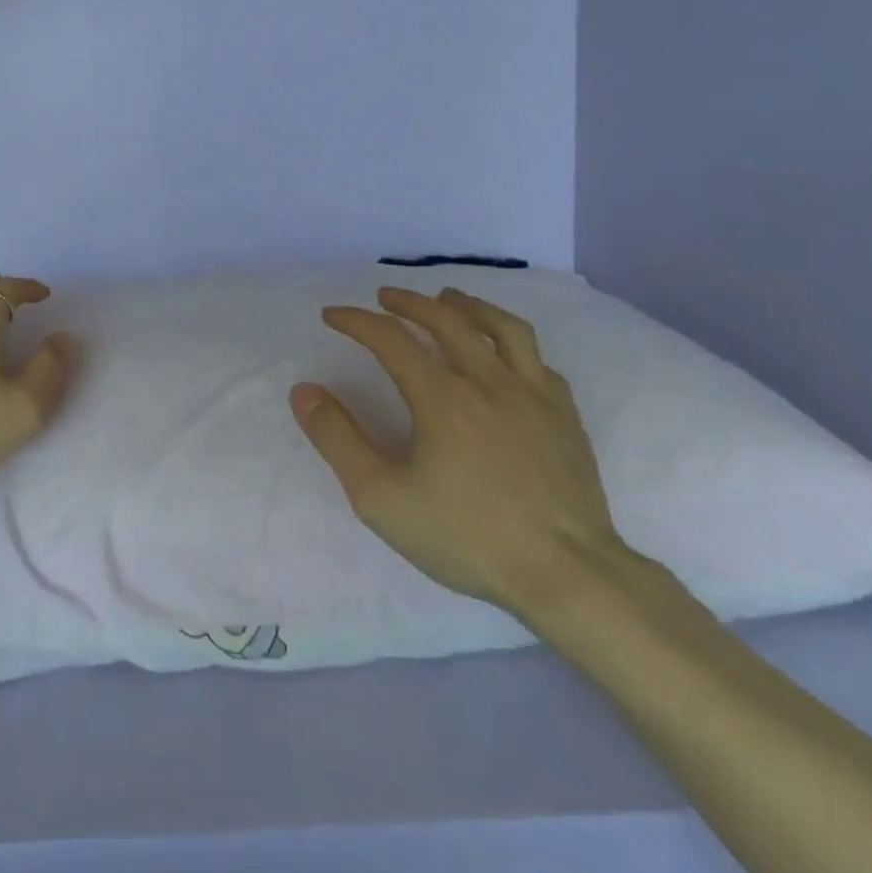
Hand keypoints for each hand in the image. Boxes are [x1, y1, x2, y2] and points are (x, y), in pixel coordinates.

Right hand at [289, 286, 631, 623]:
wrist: (567, 575)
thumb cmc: (467, 537)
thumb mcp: (381, 497)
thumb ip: (338, 439)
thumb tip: (304, 391)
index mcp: (442, 397)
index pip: (391, 339)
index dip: (357, 321)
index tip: (332, 315)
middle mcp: (489, 381)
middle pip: (447, 319)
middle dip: (409, 302)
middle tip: (384, 297)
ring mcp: (535, 395)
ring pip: (502, 328)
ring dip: (467, 305)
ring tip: (448, 298)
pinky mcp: (566, 416)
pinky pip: (538, 360)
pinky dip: (511, 344)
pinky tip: (504, 354)